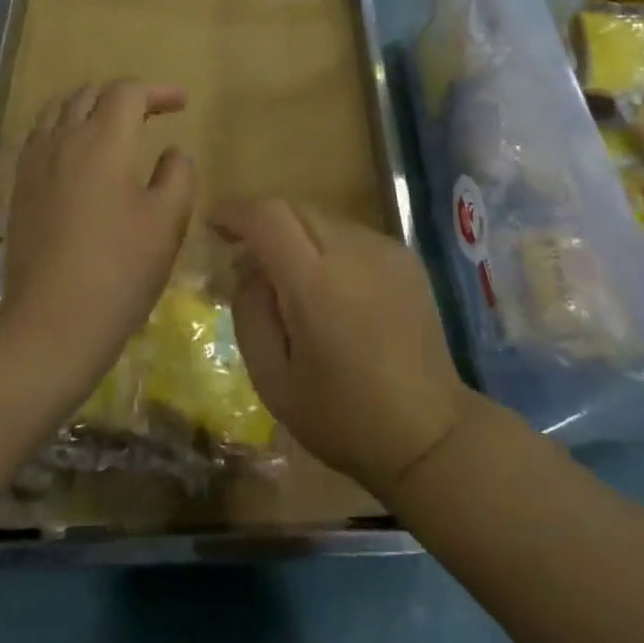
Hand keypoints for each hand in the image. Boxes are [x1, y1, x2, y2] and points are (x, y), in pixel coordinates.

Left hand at [0, 80, 195, 403]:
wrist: (52, 323)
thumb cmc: (120, 268)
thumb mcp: (168, 219)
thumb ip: (178, 173)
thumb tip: (172, 152)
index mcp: (103, 140)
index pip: (128, 92)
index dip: (158, 91)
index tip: (182, 103)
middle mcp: (63, 140)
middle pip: (91, 94)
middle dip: (124, 95)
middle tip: (151, 112)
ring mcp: (34, 163)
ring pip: (59, 110)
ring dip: (90, 106)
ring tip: (112, 124)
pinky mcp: (19, 188)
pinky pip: (40, 136)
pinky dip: (63, 128)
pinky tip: (76, 154)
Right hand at [213, 200, 472, 499]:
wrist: (429, 433)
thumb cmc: (342, 417)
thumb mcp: (273, 381)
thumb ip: (250, 313)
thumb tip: (247, 266)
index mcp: (317, 284)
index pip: (268, 217)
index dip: (236, 212)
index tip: (215, 225)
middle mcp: (353, 251)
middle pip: (295, 209)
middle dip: (263, 222)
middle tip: (246, 255)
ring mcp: (385, 249)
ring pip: (323, 219)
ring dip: (297, 236)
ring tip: (292, 281)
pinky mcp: (405, 256)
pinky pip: (352, 235)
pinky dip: (329, 248)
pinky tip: (334, 290)